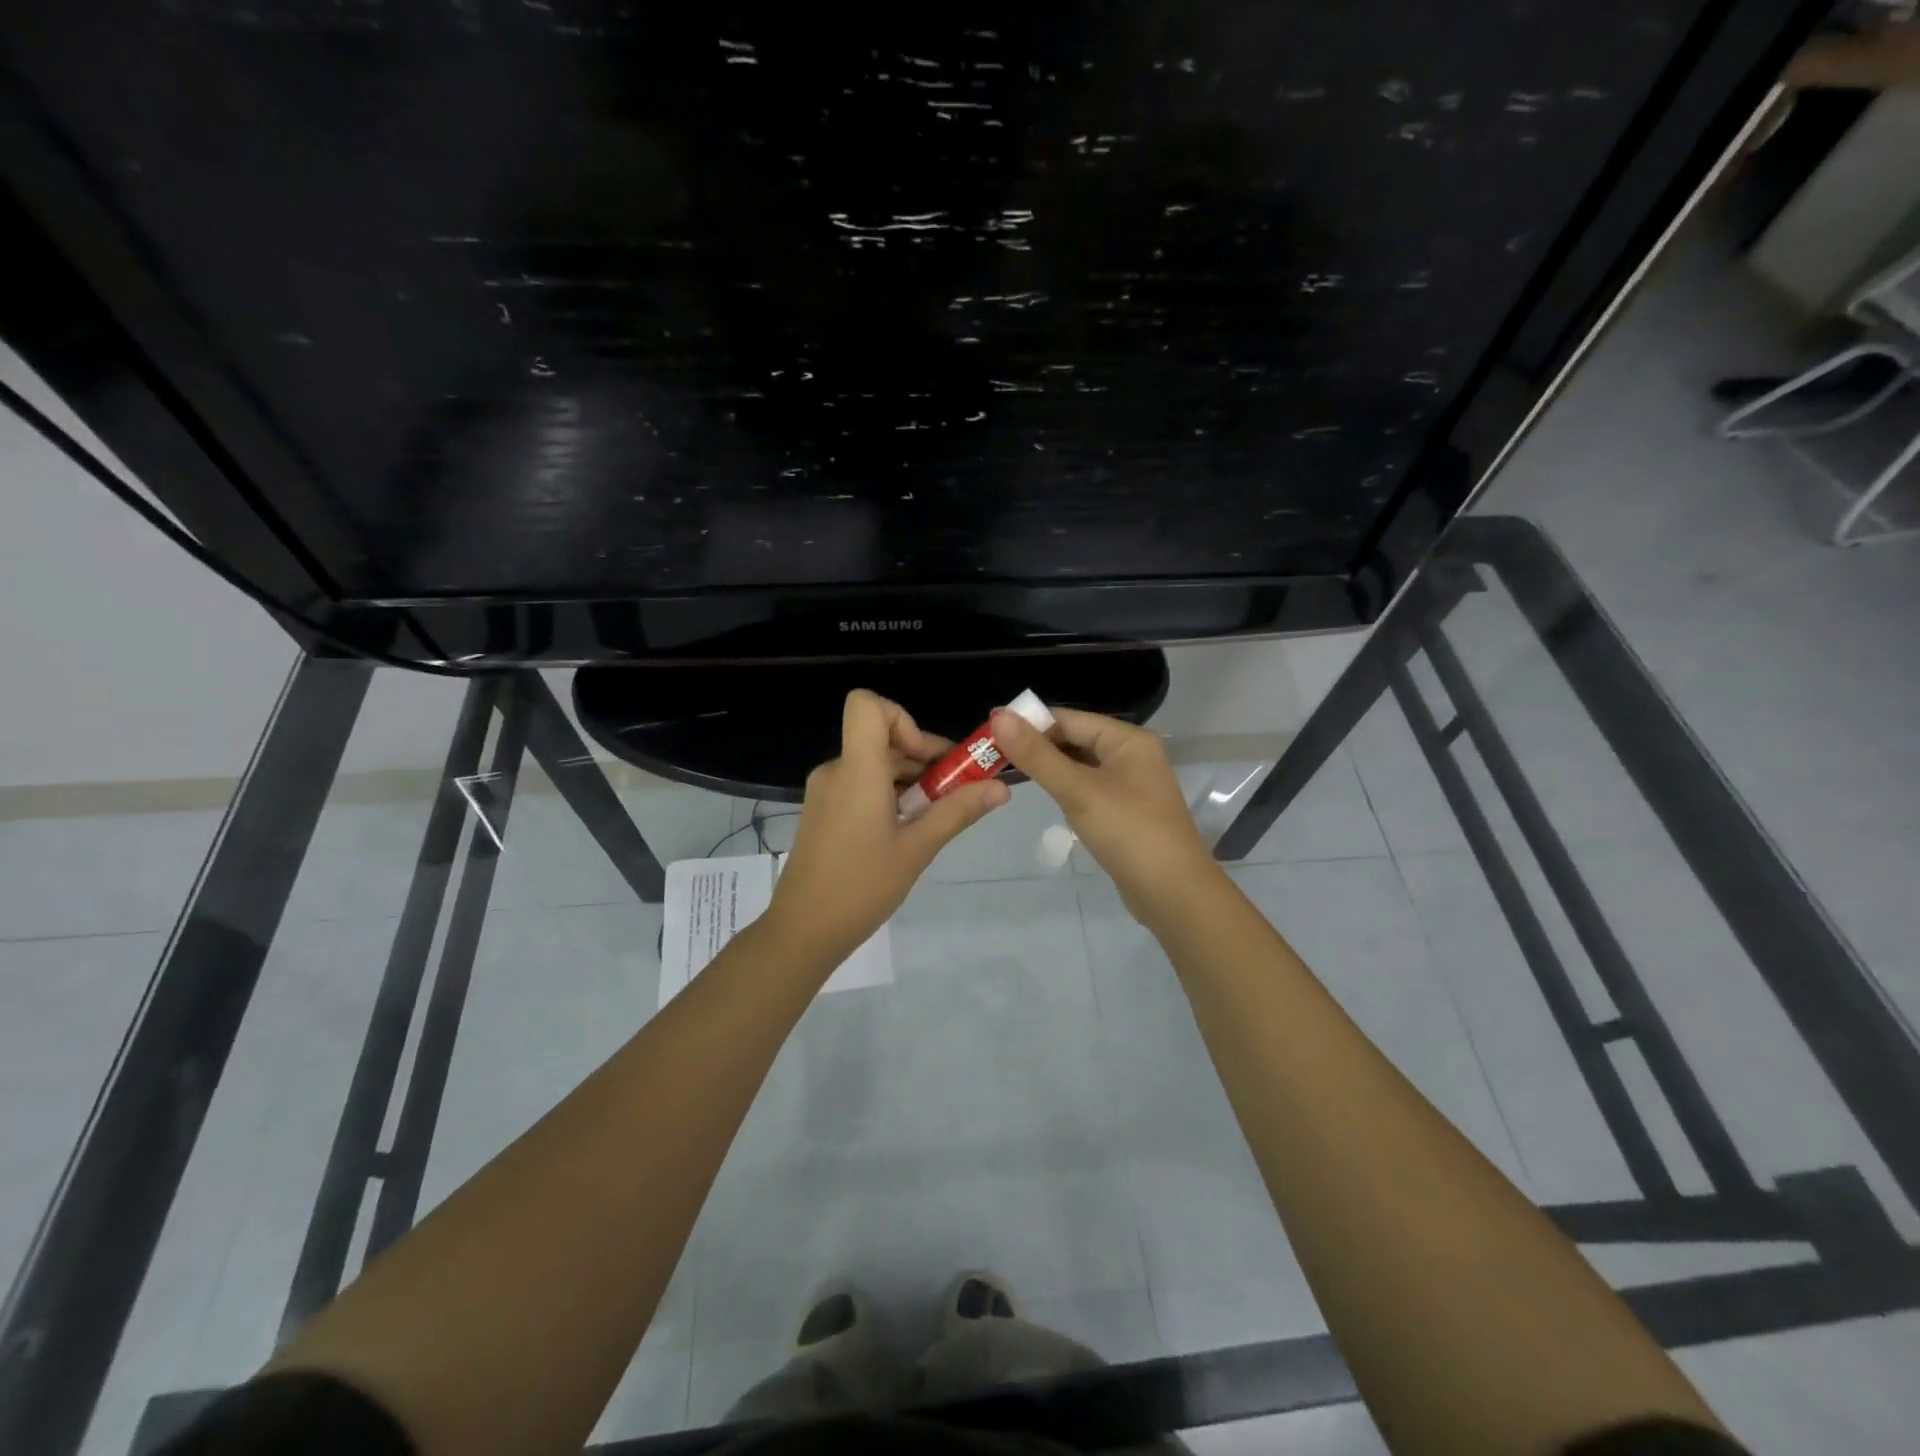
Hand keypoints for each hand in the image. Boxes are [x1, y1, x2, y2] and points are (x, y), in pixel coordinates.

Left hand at [766, 689, 1008, 962]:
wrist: (802, 931)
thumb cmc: (861, 887)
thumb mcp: (917, 849)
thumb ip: (958, 812)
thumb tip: (1001, 788)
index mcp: (857, 771)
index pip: (866, 705)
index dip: (902, 719)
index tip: (927, 759)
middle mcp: (837, 771)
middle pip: (882, 737)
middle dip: (924, 757)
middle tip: (957, 792)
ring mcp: (826, 791)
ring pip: (874, 764)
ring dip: (910, 780)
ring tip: (935, 818)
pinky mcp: (823, 810)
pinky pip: (861, 784)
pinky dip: (889, 795)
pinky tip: (906, 831)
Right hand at [989, 706, 1219, 920]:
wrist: (1173, 893)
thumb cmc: (1128, 832)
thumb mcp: (1078, 790)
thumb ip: (1037, 755)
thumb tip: (999, 716)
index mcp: (1128, 740)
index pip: (1070, 719)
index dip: (1031, 724)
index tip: (991, 733)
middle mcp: (1132, 755)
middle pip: (1076, 740)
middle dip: (1038, 747)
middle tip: (994, 756)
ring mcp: (1131, 785)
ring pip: (1081, 766)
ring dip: (1050, 768)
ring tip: (1009, 774)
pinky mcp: (1125, 812)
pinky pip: (1089, 789)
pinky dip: (1066, 789)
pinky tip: (1045, 798)